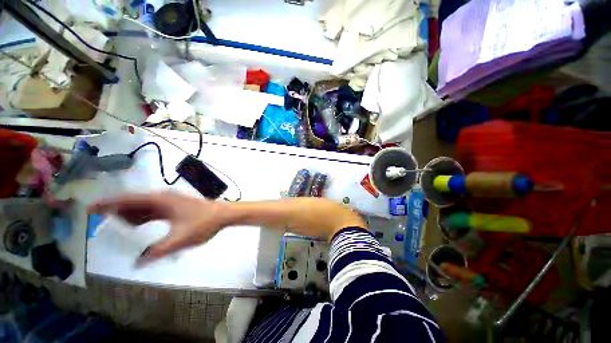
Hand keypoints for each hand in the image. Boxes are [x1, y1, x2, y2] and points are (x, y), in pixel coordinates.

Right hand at [87, 191, 228, 264]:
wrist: (224, 215)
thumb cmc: (204, 224)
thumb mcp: (180, 239)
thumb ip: (157, 252)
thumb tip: (137, 263)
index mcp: (161, 200)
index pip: (128, 200)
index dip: (108, 204)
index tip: (90, 208)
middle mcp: (164, 197)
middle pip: (133, 202)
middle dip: (116, 211)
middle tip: (99, 221)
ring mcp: (170, 201)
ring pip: (143, 206)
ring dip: (129, 215)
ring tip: (116, 226)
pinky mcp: (175, 206)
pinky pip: (152, 210)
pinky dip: (142, 217)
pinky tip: (136, 225)